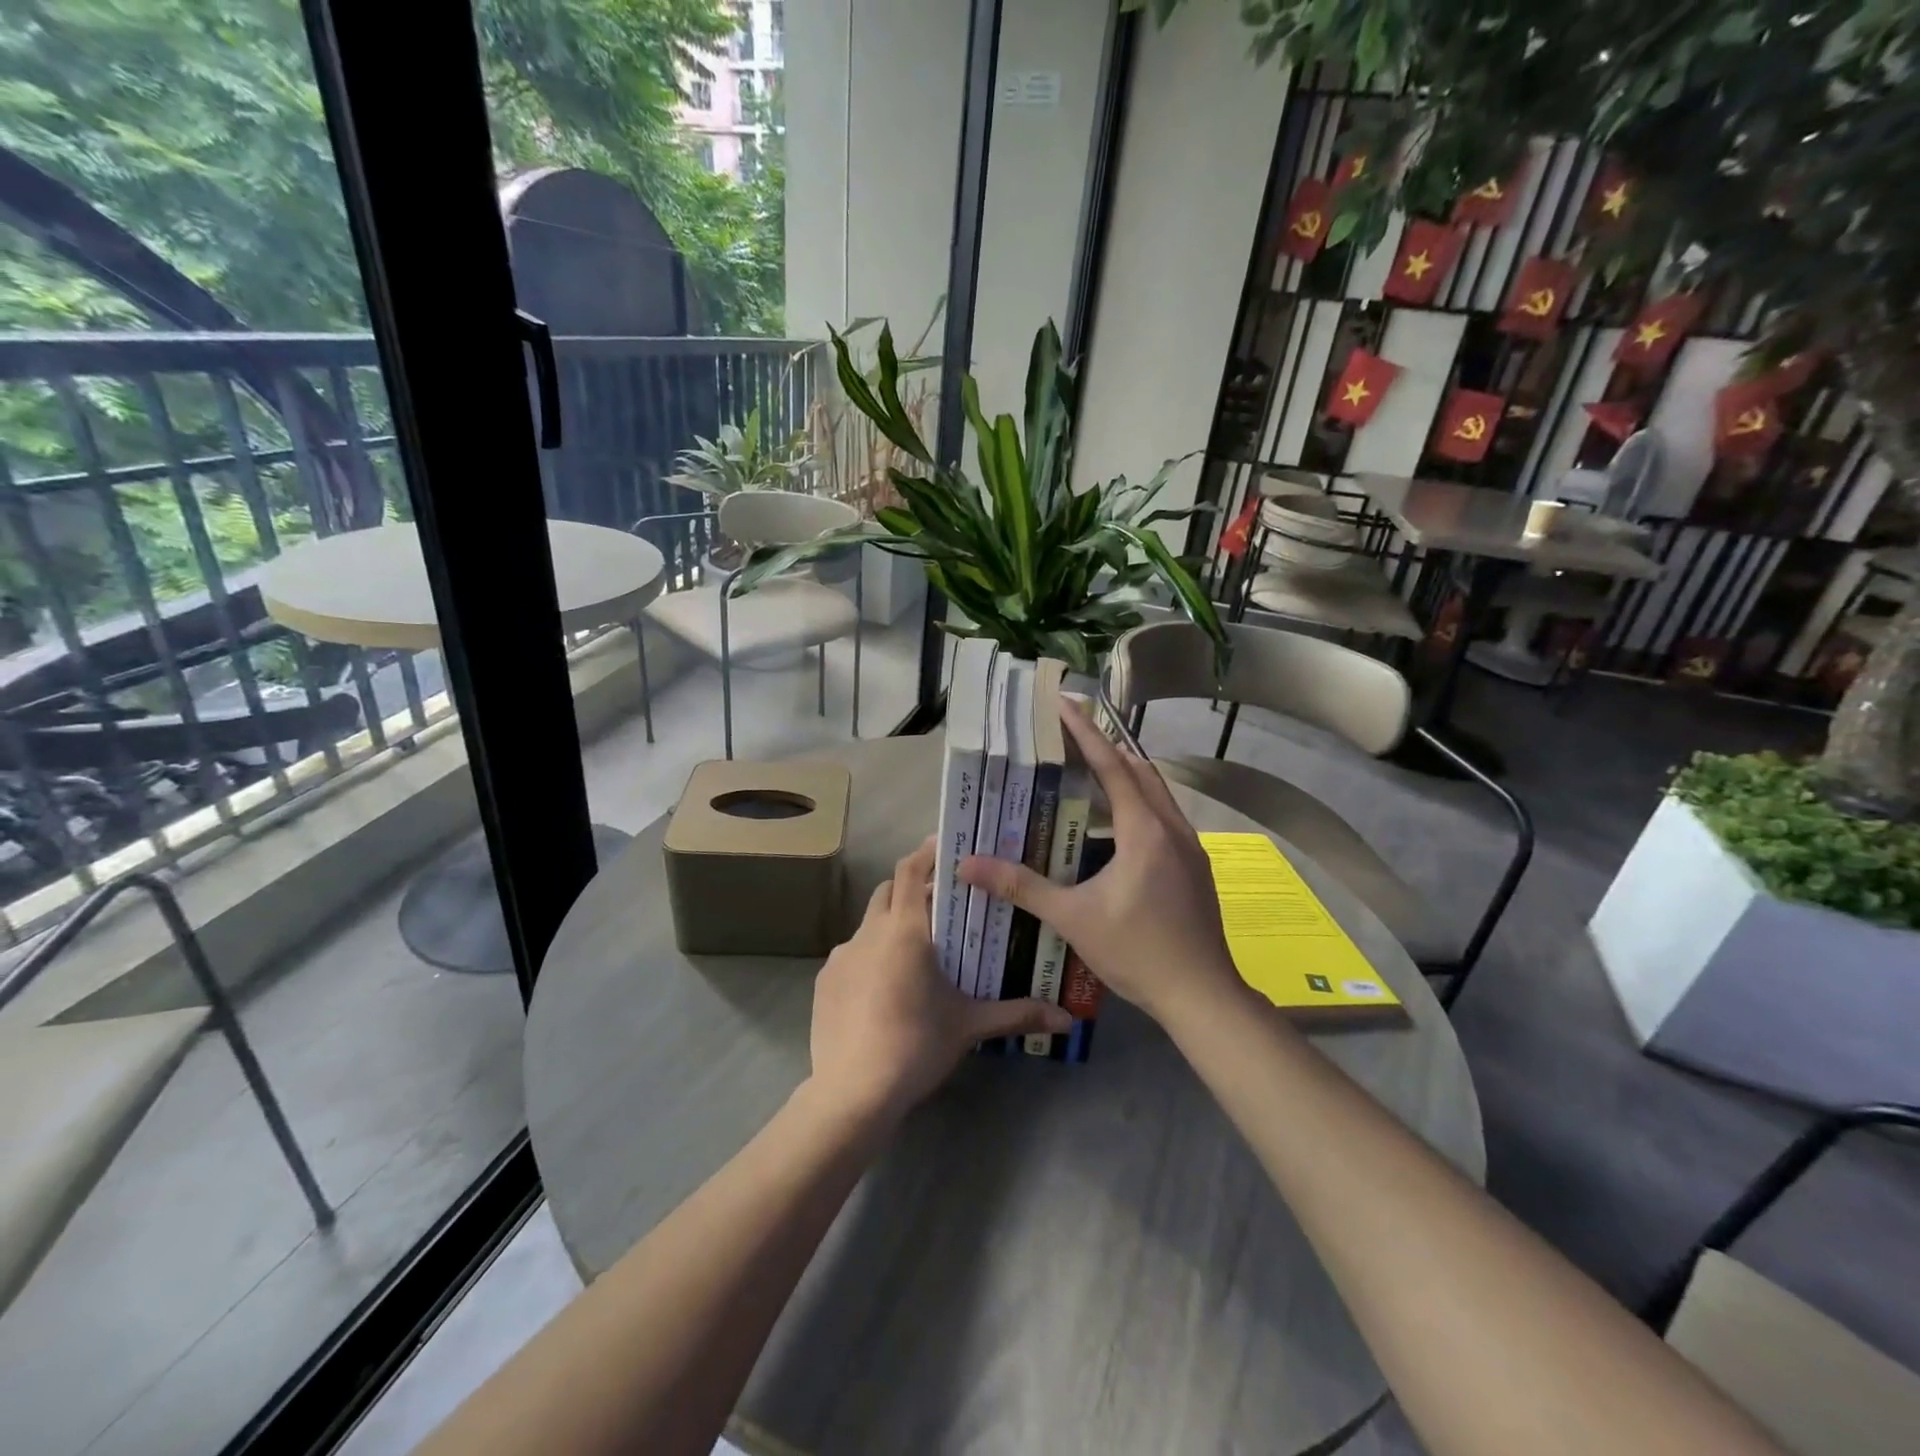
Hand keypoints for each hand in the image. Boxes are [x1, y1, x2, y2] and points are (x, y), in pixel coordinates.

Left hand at [808, 838, 1070, 1121]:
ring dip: (891, 925)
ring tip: (916, 955)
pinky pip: (852, 955)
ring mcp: (841, 956)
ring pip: (869, 924)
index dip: (926, 853)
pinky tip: (884, 990)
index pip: (911, 870)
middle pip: (889, 891)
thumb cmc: (917, 1045)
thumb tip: (1067, 1019)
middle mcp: (869, 932)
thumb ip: (1017, 1014)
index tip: (945, 847)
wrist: (853, 1092)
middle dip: (912, 889)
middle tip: (942, 906)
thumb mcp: (970, 1026)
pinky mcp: (824, 981)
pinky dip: (870, 957)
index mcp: (905, 930)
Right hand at [959, 697, 1243, 1026]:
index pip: (1112, 765)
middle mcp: (1172, 828)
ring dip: (1124, 776)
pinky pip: (1164, 817)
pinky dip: (1138, 804)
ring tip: (1088, 774)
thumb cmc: (1137, 952)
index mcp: (1144, 831)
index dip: (1085, 732)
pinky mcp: (1195, 867)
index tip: (1063, 703)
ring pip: (1156, 793)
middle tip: (1068, 737)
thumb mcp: (1073, 918)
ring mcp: (1190, 848)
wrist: (1202, 996)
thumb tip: (968, 865)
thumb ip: (1021, 886)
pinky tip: (1116, 828)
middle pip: (1138, 770)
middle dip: (1104, 748)